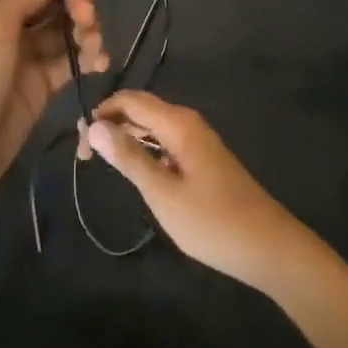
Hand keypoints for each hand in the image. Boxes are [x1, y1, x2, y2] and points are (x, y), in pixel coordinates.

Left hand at [0, 0, 104, 219]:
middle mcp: (8, 23)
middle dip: (75, 0)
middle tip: (88, 17)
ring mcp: (25, 55)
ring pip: (64, 28)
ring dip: (85, 29)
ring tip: (94, 44)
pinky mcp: (40, 84)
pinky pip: (69, 60)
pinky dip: (87, 56)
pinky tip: (100, 62)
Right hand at [78, 91, 311, 292]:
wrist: (268, 246)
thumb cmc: (212, 222)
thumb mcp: (163, 193)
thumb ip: (129, 158)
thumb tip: (94, 126)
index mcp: (179, 123)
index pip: (131, 101)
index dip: (101, 114)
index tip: (79, 144)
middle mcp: (188, 123)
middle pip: (141, 109)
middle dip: (111, 124)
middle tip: (86, 157)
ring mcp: (198, 141)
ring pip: (154, 126)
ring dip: (127, 137)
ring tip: (103, 161)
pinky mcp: (203, 159)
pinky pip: (166, 141)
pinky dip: (145, 149)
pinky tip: (137, 171)